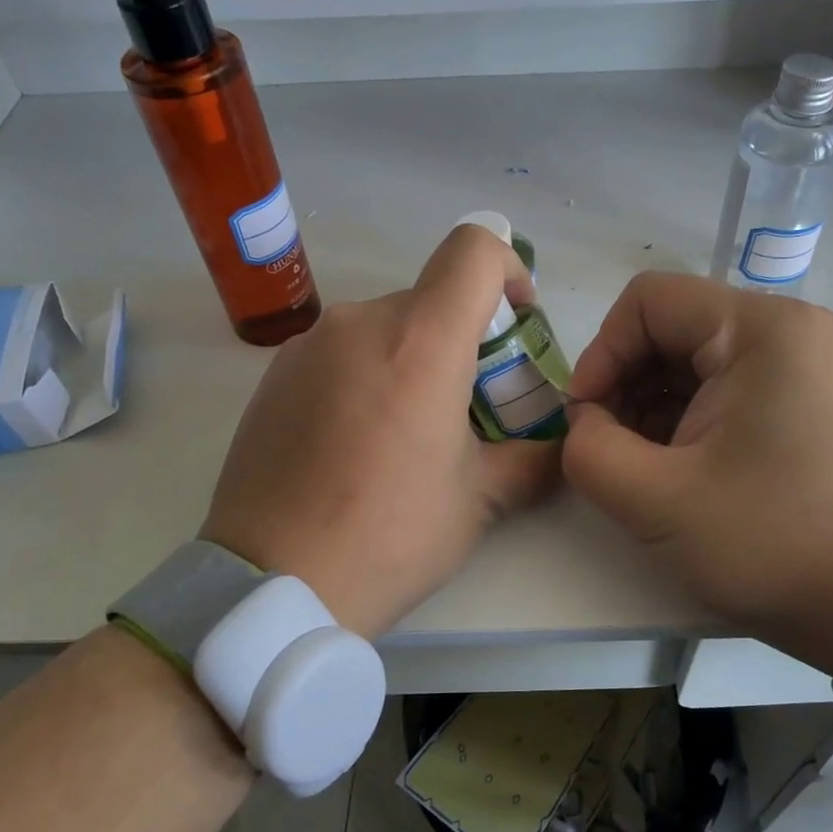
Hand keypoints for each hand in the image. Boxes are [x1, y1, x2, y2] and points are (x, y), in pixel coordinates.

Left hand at [200, 225, 560, 636]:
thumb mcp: (480, 501)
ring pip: (385, 326)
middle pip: (432, 298)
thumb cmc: (390, 535)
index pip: (474, 249)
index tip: (517, 320)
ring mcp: (309, 345)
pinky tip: (357, 441)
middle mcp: (360, 322)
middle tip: (469, 406)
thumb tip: (561, 445)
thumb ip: (534, 458)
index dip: (510, 268)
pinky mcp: (275, 373)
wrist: (271, 582)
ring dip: (413, 358)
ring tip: (408, 432)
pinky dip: (367, 373)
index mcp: (420, 341)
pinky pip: (341, 351)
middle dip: (464, 337)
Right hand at [563, 273, 832, 675]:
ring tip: (647, 467)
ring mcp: (813, 365)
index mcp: (763, 330)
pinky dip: (692, 419)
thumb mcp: (657, 501)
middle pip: (675, 328)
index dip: (601, 354)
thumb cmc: (774, 545)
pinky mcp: (818, 401)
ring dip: (655, 406)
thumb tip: (586, 423)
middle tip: (611, 449)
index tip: (586, 420)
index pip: (649, 301)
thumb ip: (589, 450)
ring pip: (701, 361)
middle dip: (627, 385)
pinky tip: (685, 470)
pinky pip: (734, 387)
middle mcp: (794, 330)